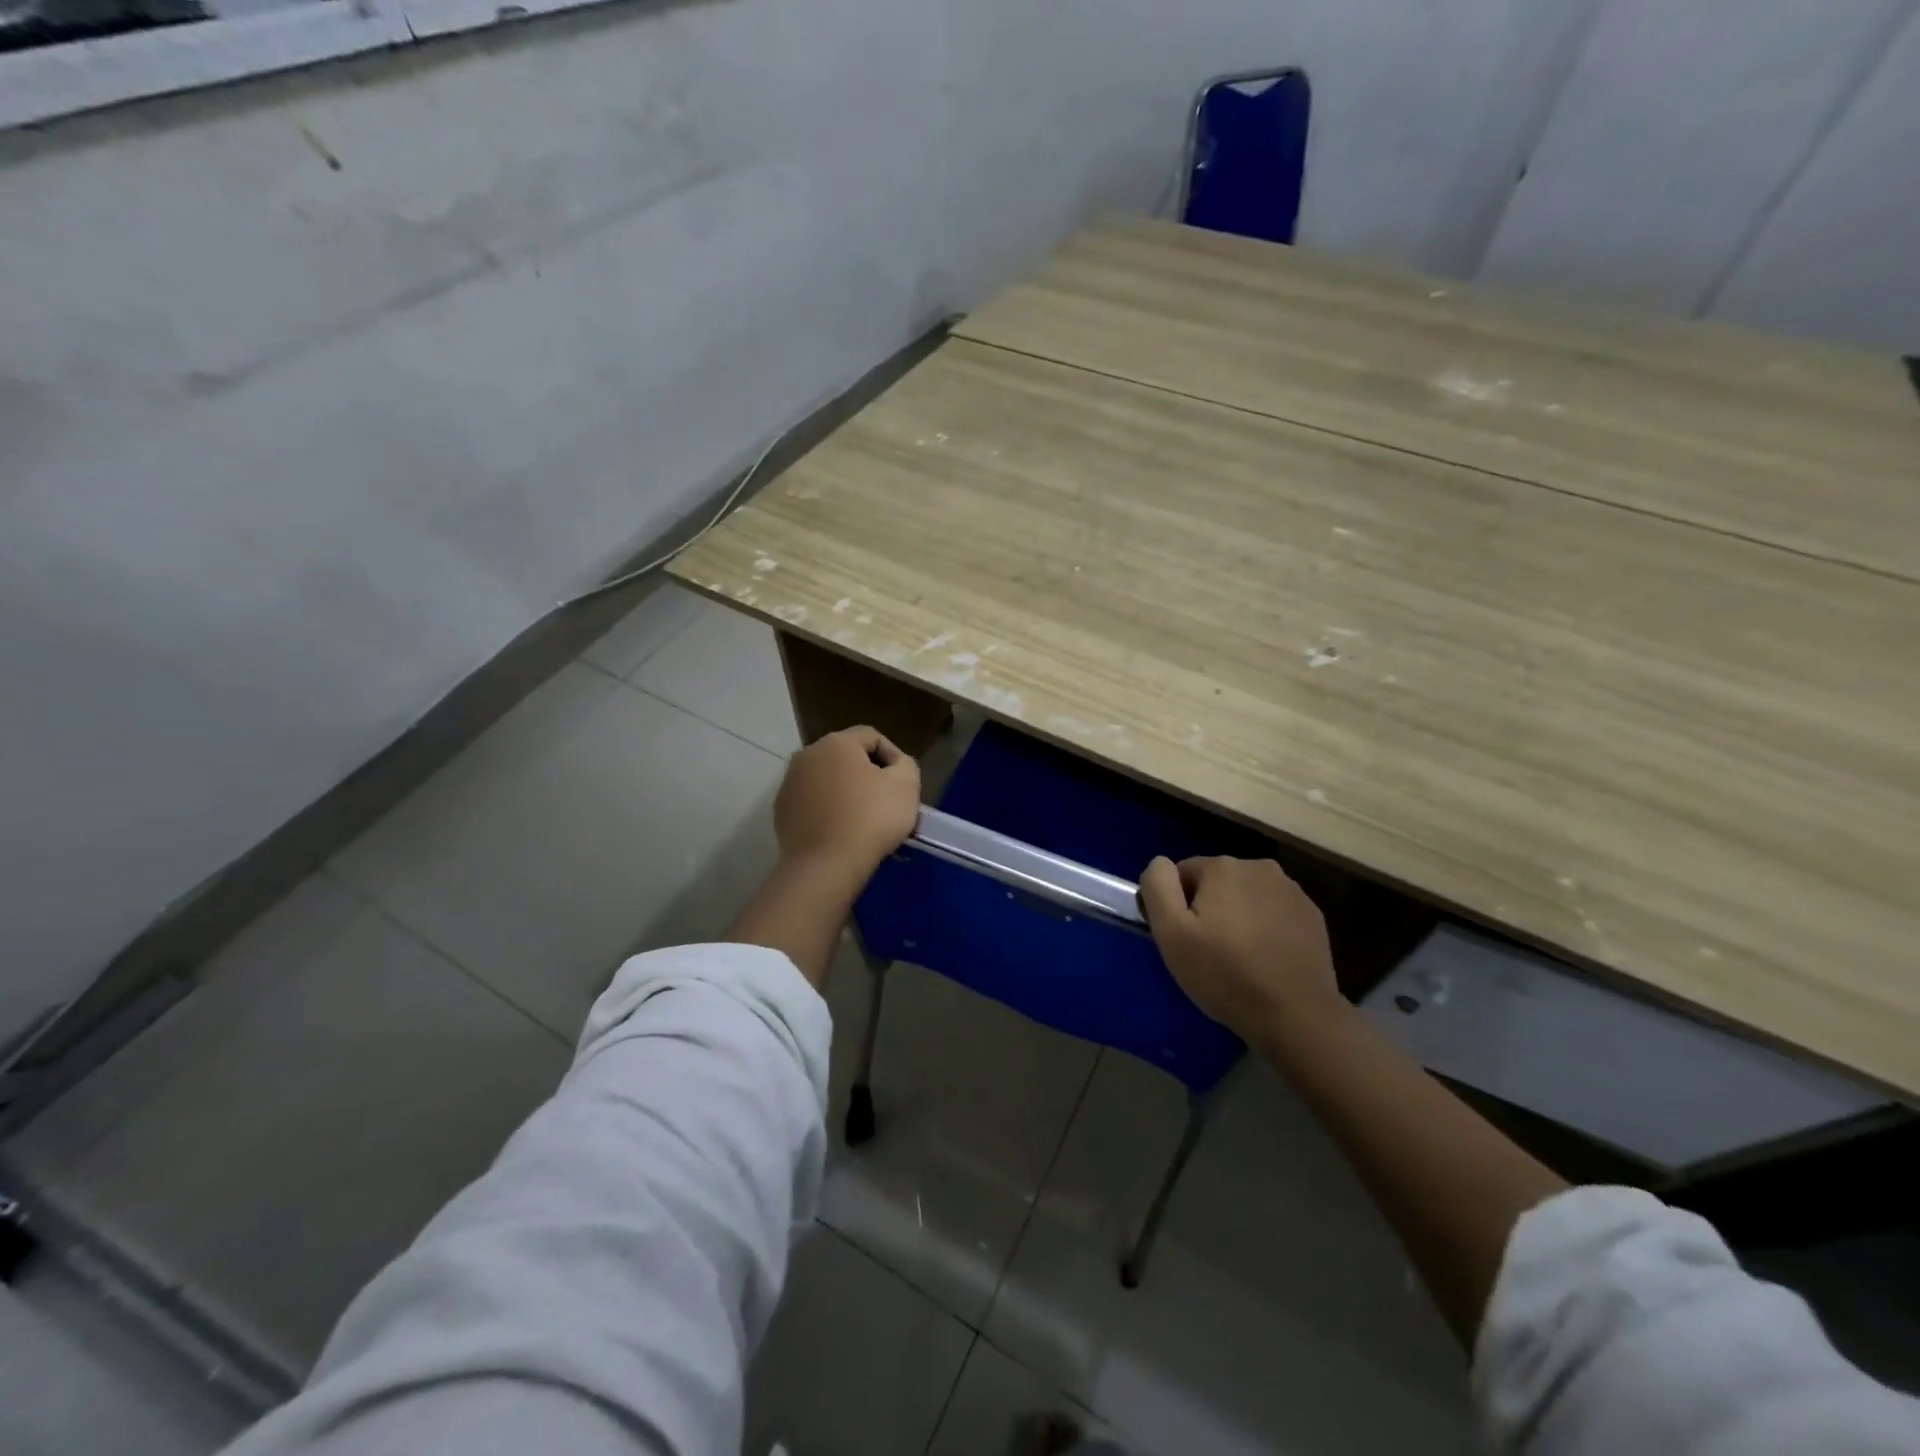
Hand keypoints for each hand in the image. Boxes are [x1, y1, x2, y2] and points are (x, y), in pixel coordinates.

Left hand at [773, 726, 921, 883]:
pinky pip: (812, 804)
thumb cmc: (871, 818)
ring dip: (846, 793)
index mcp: (836, 743)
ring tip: (865, 820)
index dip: (893, 756)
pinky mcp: (782, 812)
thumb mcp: (907, 784)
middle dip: (868, 775)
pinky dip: (828, 812)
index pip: (872, 737)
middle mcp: (807, 755)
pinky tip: (841, 833)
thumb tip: (894, 765)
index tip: (904, 783)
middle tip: (886, 801)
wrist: (826, 865)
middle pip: (846, 758)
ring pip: (827, 781)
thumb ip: (905, 764)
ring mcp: (789, 784)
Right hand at [1139, 856, 1340, 1042]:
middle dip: (1208, 910)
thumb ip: (1157, 886)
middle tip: (1208, 953)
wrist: (1297, 1016)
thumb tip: (1160, 864)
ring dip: (1237, 917)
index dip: (1175, 907)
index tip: (1183, 940)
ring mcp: (1291, 890)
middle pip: (1215, 883)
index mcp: (1222, 866)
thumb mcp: (1171, 933)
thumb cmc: (1225, 974)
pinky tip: (1266, 960)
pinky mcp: (1312, 915)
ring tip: (1239, 959)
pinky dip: (1265, 928)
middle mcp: (1259, 867)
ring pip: (1245, 897)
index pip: (1181, 874)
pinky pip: (1273, 913)